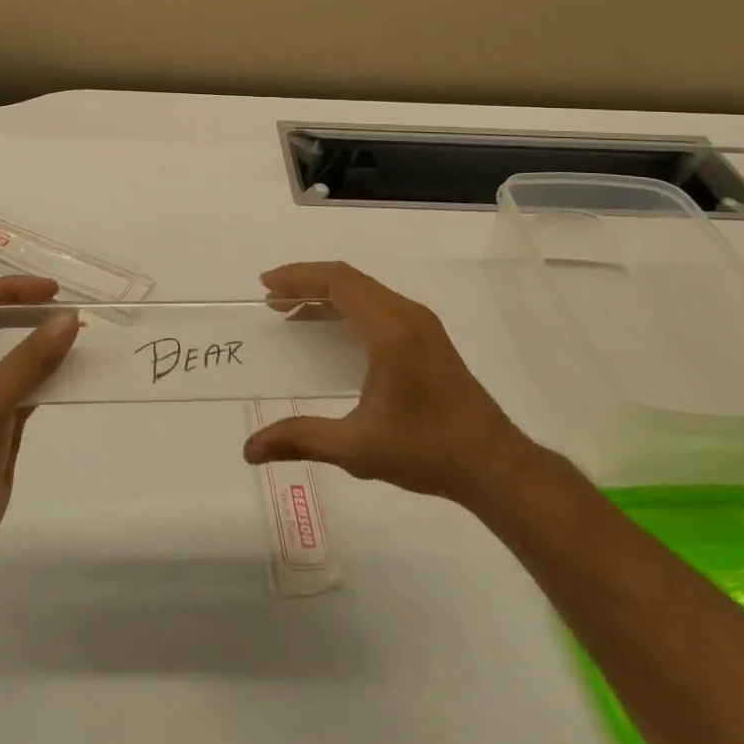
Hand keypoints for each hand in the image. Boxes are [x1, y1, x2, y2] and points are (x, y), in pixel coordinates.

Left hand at [0, 276, 78, 575]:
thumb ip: (30, 360)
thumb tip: (69, 319)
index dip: (10, 289)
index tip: (51, 291)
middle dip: (30, 314)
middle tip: (70, 311)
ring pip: (12, 354)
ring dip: (43, 344)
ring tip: (79, 335)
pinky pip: (25, 384)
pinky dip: (48, 375)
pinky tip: (75, 371)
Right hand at [242, 262, 532, 509]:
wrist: (494, 465)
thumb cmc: (426, 451)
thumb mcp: (357, 448)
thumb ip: (301, 439)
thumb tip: (249, 448)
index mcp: (391, 331)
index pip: (338, 282)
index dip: (299, 278)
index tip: (266, 286)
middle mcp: (407, 315)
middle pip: (349, 279)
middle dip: (307, 283)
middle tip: (271, 300)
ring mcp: (421, 323)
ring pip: (365, 290)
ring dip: (326, 294)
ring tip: (291, 312)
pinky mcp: (427, 336)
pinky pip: (378, 304)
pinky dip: (347, 306)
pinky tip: (330, 330)